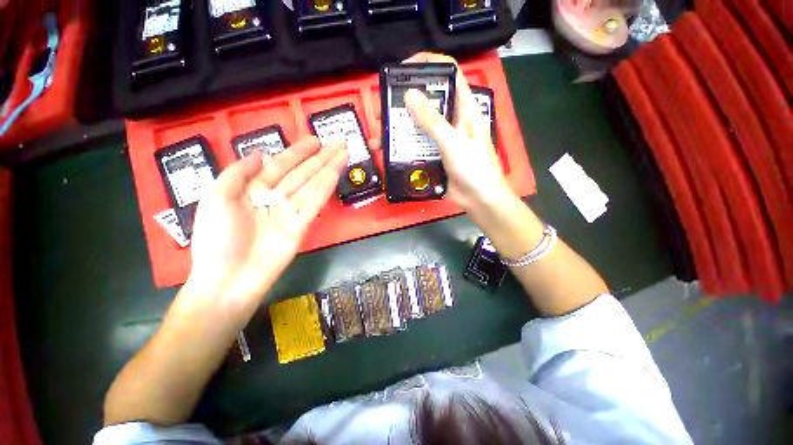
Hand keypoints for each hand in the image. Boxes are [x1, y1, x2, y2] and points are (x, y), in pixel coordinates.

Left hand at [184, 136, 347, 313]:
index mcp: (253, 188)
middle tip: (338, 142)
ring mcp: (291, 211)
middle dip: (321, 157)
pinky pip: (315, 202)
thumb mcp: (216, 199)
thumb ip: (238, 173)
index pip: (281, 165)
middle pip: (302, 172)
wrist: (228, 280)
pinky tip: (335, 174)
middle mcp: (276, 196)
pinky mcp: (302, 225)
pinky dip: (326, 187)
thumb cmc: (216, 240)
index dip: (298, 152)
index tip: (315, 140)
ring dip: (329, 168)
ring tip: (343, 153)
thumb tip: (262, 153)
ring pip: (313, 184)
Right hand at [401, 52, 514, 212]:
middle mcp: (452, 119)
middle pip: (429, 99)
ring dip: (401, 125)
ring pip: (419, 124)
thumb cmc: (474, 169)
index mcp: (464, 108)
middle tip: (385, 106)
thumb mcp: (453, 143)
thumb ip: (432, 121)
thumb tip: (409, 94)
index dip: (429, 65)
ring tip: (381, 129)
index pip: (449, 73)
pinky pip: (417, 144)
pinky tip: (389, 148)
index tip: (405, 70)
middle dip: (406, 99)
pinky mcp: (434, 155)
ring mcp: (442, 138)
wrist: (479, 200)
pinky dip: (403, 144)